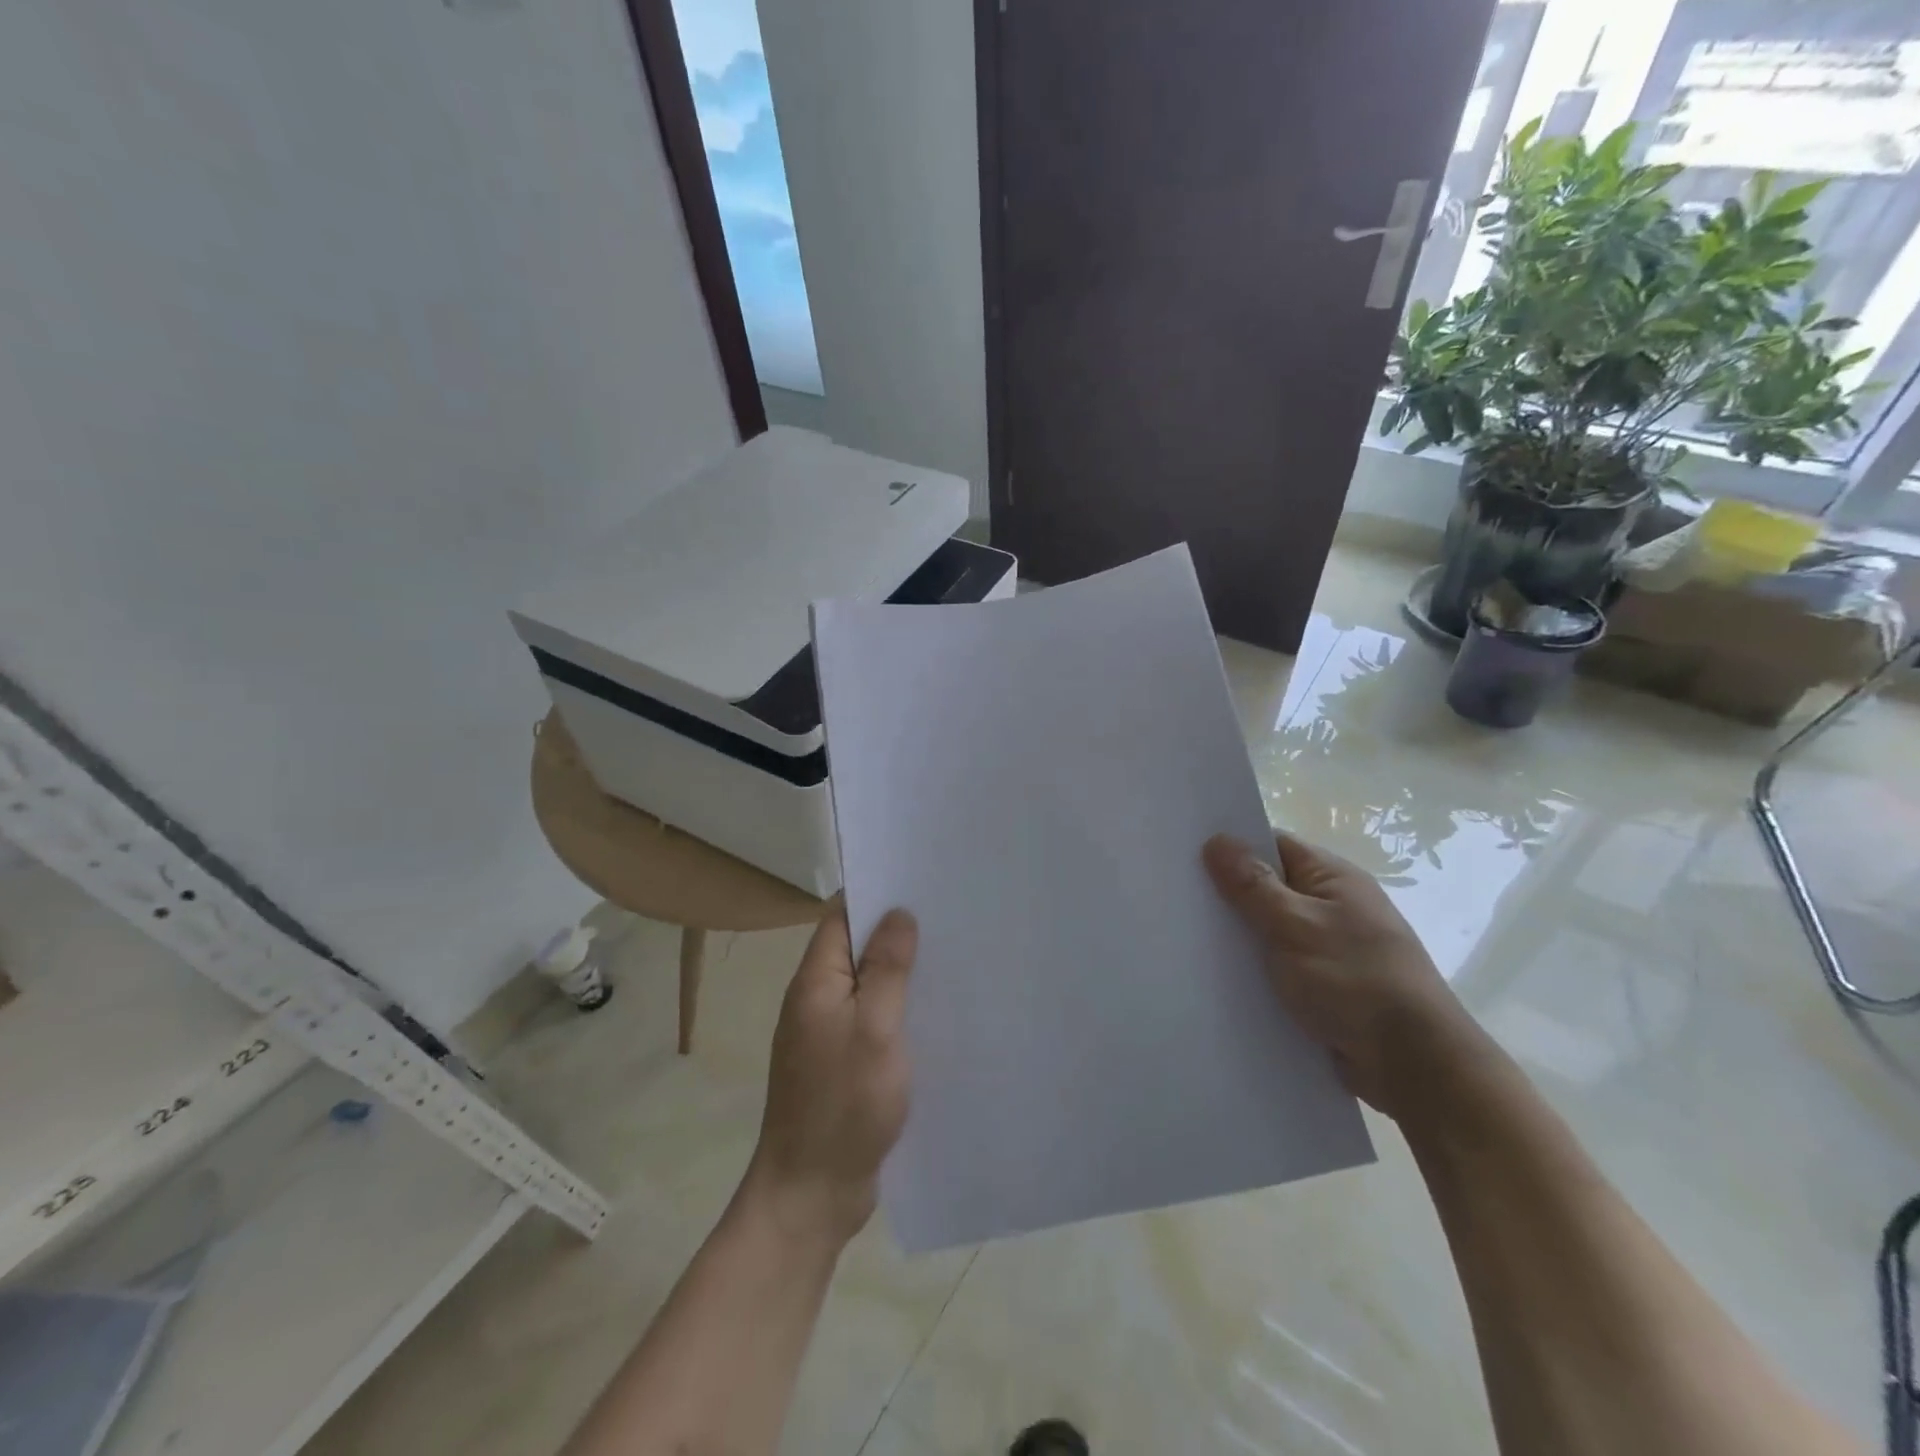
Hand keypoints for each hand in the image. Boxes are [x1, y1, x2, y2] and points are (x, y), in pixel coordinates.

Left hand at [743, 905, 916, 1244]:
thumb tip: (898, 914)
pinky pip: (872, 1019)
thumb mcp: (874, 1029)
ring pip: (867, 985)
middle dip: (896, 932)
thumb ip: (886, 970)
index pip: (841, 917)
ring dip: (901, 972)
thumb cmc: (843, 1105)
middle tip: (949, 918)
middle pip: (855, 948)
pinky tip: (934, 1012)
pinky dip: (899, 1008)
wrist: (811, 1195)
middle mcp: (816, 1000)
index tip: (920, 882)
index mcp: (814, 983)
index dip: (876, 895)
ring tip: (952, 956)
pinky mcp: (843, 1063)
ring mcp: (828, 1034)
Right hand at [1203, 831, 1486, 1119]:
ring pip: (1270, 931)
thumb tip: (1217, 839)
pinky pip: (1278, 966)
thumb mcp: (1294, 925)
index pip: (1273, 845)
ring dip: (1239, 936)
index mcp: (1333, 879)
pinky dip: (1254, 969)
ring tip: (1185, 936)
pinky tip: (1217, 977)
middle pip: (1268, 887)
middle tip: (1175, 896)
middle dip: (1227, 894)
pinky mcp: (1325, 987)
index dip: (1231, 846)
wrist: (1413, 1065)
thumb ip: (1252, 884)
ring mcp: (1330, 948)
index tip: (1185, 852)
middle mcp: (1333, 907)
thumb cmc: (1354, 980)